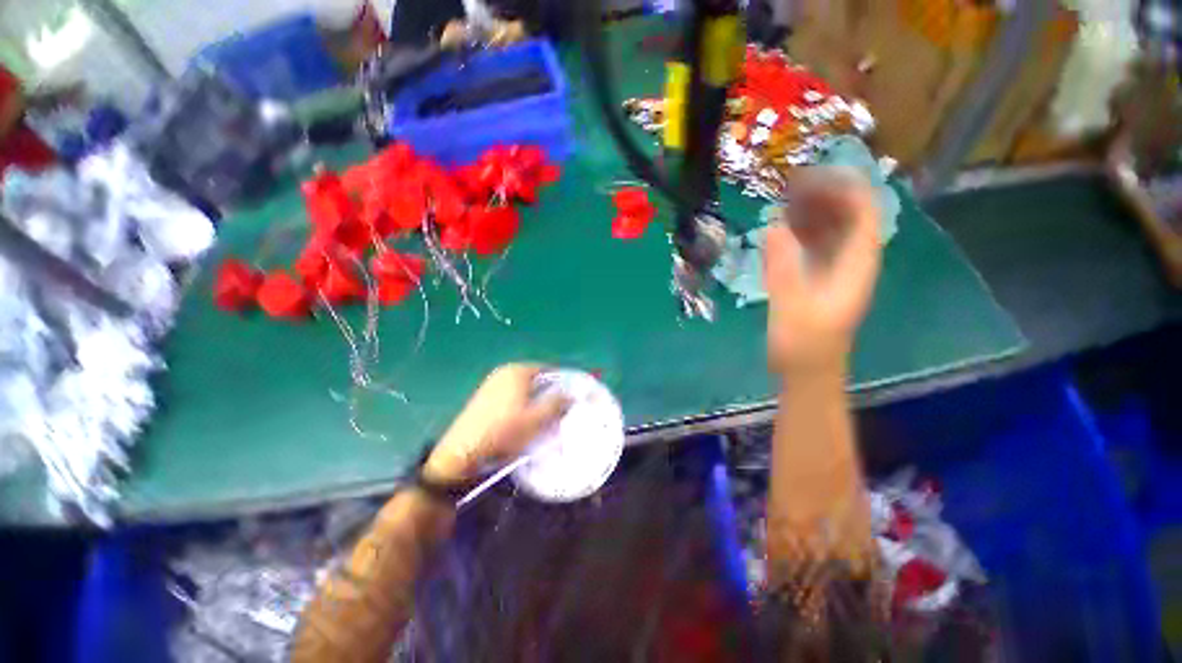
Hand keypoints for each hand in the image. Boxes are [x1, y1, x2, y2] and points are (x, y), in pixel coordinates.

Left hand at [424, 364, 569, 481]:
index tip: (573, 400)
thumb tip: (574, 393)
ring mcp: (492, 384)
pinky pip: (512, 397)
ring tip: (543, 421)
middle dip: (549, 394)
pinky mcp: (483, 398)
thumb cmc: (503, 432)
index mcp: (518, 370)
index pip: (549, 370)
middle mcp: (504, 372)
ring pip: (524, 390)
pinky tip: (522, 424)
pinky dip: (521, 406)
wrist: (462, 454)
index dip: (563, 384)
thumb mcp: (537, 419)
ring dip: (536, 401)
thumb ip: (558, 403)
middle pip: (536, 380)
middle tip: (560, 412)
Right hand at [764, 167, 881, 375]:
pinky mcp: (817, 277)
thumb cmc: (804, 344)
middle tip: (788, 184)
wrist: (807, 371)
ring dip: (810, 210)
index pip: (864, 212)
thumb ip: (784, 268)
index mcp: (856, 265)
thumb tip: (773, 226)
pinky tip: (779, 226)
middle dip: (823, 194)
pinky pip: (814, 244)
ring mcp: (835, 269)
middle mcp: (851, 260)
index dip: (844, 188)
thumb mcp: (792, 307)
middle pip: (848, 215)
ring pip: (831, 228)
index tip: (811, 176)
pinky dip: (800, 230)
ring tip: (781, 198)